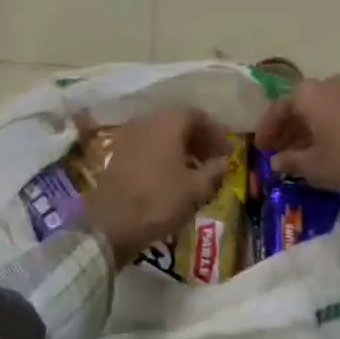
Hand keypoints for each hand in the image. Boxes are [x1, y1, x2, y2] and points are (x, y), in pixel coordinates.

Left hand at [81, 107, 229, 267]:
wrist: (111, 222)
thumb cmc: (159, 200)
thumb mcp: (195, 189)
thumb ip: (213, 171)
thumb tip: (222, 162)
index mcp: (168, 121)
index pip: (198, 116)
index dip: (215, 132)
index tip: (227, 151)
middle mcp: (148, 120)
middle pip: (179, 122)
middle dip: (199, 138)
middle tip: (213, 159)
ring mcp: (129, 134)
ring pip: (162, 133)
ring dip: (181, 146)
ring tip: (195, 169)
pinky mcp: (118, 151)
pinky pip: (148, 144)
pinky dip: (164, 153)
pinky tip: (172, 175)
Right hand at [254, 75, 339, 198]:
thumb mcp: (314, 166)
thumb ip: (290, 161)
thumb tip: (276, 161)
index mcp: (309, 94)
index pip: (279, 108)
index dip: (267, 129)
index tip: (260, 148)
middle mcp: (328, 85)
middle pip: (300, 105)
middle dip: (287, 128)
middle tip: (278, 151)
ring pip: (320, 108)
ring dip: (307, 128)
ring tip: (300, 152)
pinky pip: (338, 112)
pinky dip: (327, 127)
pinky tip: (326, 147)